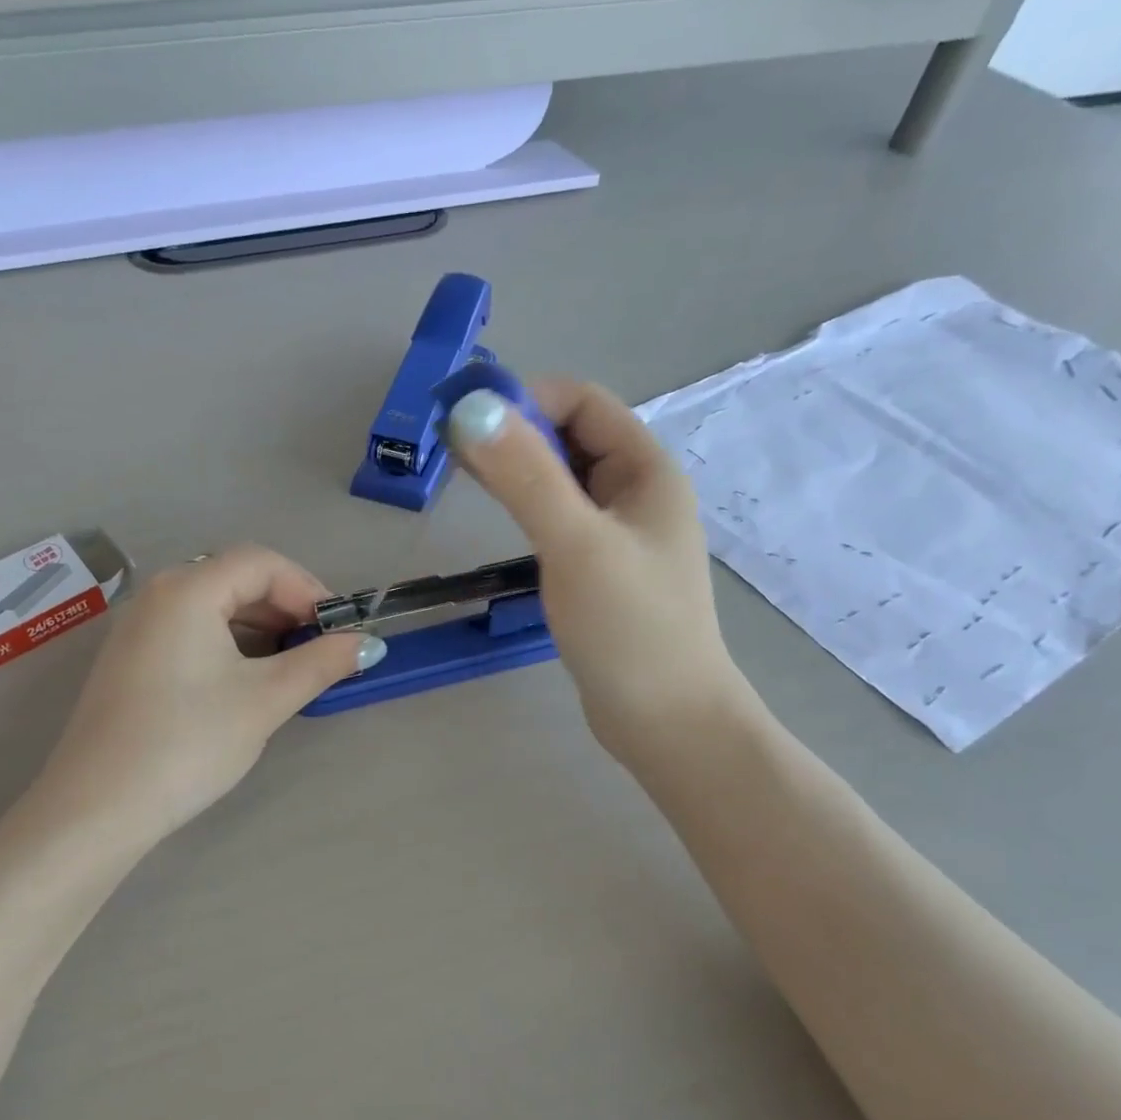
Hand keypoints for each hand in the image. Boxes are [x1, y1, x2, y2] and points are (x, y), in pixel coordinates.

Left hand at [31, 546, 382, 843]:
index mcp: (187, 589)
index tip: (337, 629)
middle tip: (319, 648)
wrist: (97, 808)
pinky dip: (228, 643)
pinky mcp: (129, 659)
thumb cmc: (188, 742)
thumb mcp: (265, 700)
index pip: (261, 562)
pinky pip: (189, 630)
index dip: (307, 587)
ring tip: (290, 665)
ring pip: (212, 606)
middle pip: (235, 578)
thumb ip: (321, 663)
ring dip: (259, 626)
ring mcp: (137, 627)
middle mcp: (157, 595)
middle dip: (285, 607)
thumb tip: (367, 644)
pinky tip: (246, 679)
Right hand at [444, 379, 753, 766]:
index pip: (584, 403)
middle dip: (515, 434)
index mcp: (646, 471)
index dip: (526, 399)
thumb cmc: (628, 628)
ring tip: (467, 479)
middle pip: (572, 438)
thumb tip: (473, 408)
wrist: (665, 720)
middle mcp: (637, 492)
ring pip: (564, 480)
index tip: (468, 422)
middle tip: (454, 452)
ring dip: (519, 470)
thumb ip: (526, 476)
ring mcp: (621, 534)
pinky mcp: (602, 570)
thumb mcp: (574, 544)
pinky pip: (562, 519)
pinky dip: (529, 507)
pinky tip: (502, 520)